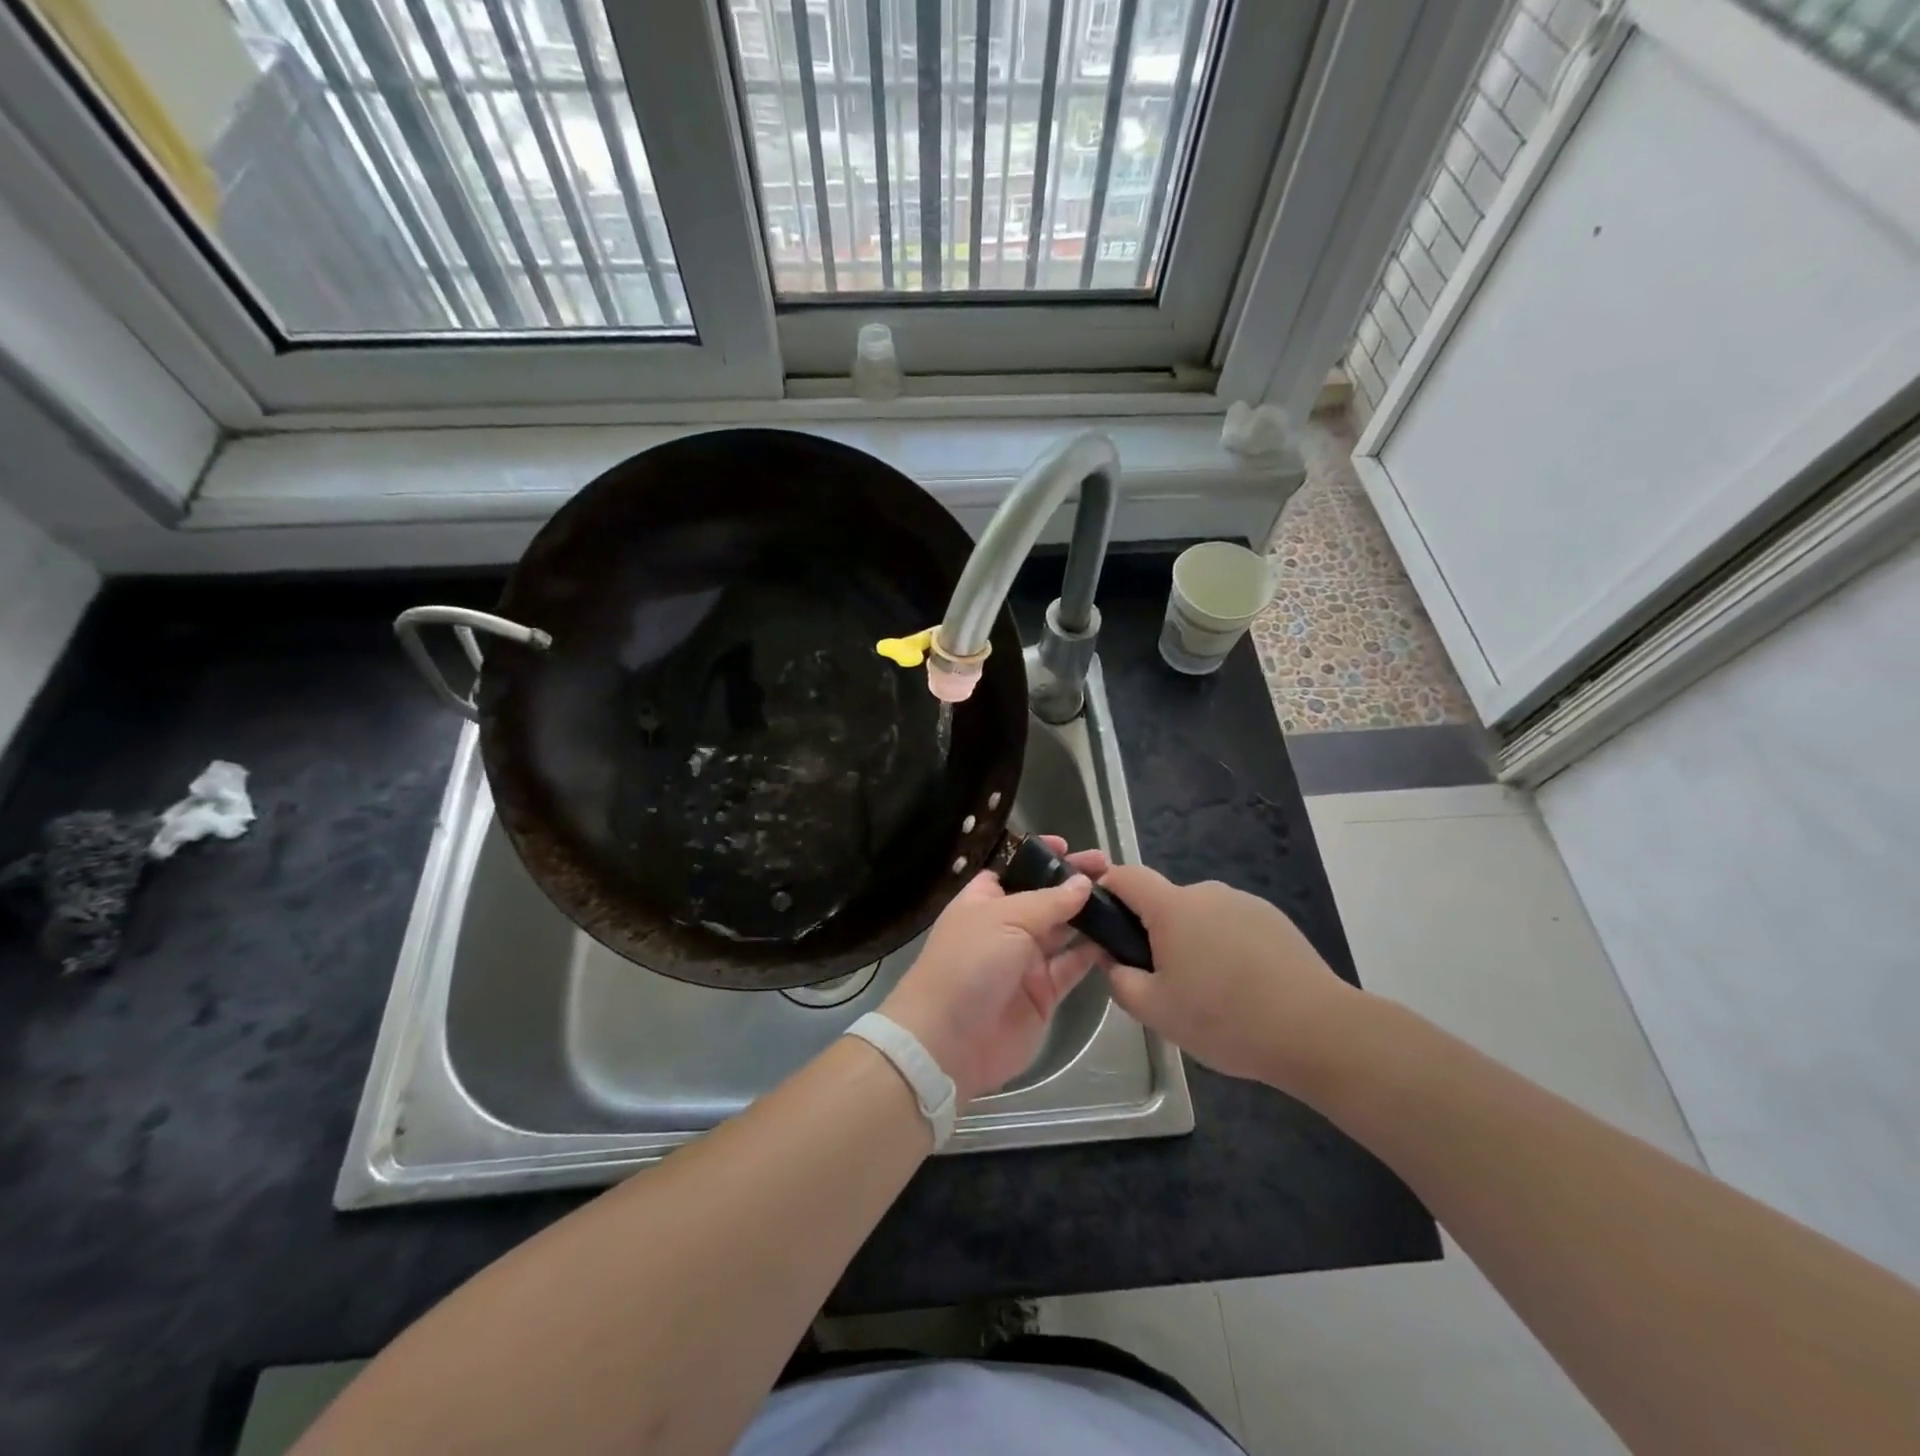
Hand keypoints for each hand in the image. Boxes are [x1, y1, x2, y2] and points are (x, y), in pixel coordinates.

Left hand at [879, 836, 1109, 1103]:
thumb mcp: (1006, 919)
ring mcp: (1025, 962)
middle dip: (1074, 883)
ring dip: (1089, 915)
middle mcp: (1005, 928)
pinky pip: (1072, 967)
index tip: (1069, 847)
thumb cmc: (969, 963)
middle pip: (1045, 899)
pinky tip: (1117, 936)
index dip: (1040, 858)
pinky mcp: (1043, 995)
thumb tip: (1082, 883)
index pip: (1014, 871)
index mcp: (984, 902)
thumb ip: (1049, 902)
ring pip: (1063, 932)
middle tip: (1111, 868)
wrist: (948, 1040)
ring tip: (1123, 898)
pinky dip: (1093, 953)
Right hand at [1099, 865, 1358, 1096]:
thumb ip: (1120, 980)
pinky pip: (1232, 926)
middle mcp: (1207, 892)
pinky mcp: (1274, 920)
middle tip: (1163, 982)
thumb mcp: (1155, 1011)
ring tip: (1210, 993)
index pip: (1126, 876)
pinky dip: (1226, 948)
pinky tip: (1243, 989)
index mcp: (1173, 907)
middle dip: (1154, 933)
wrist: (1316, 1030)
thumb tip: (1113, 960)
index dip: (1106, 889)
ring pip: (1200, 917)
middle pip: (1165, 902)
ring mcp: (1245, 903)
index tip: (1102, 921)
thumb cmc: (1224, 1018)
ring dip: (1193, 942)